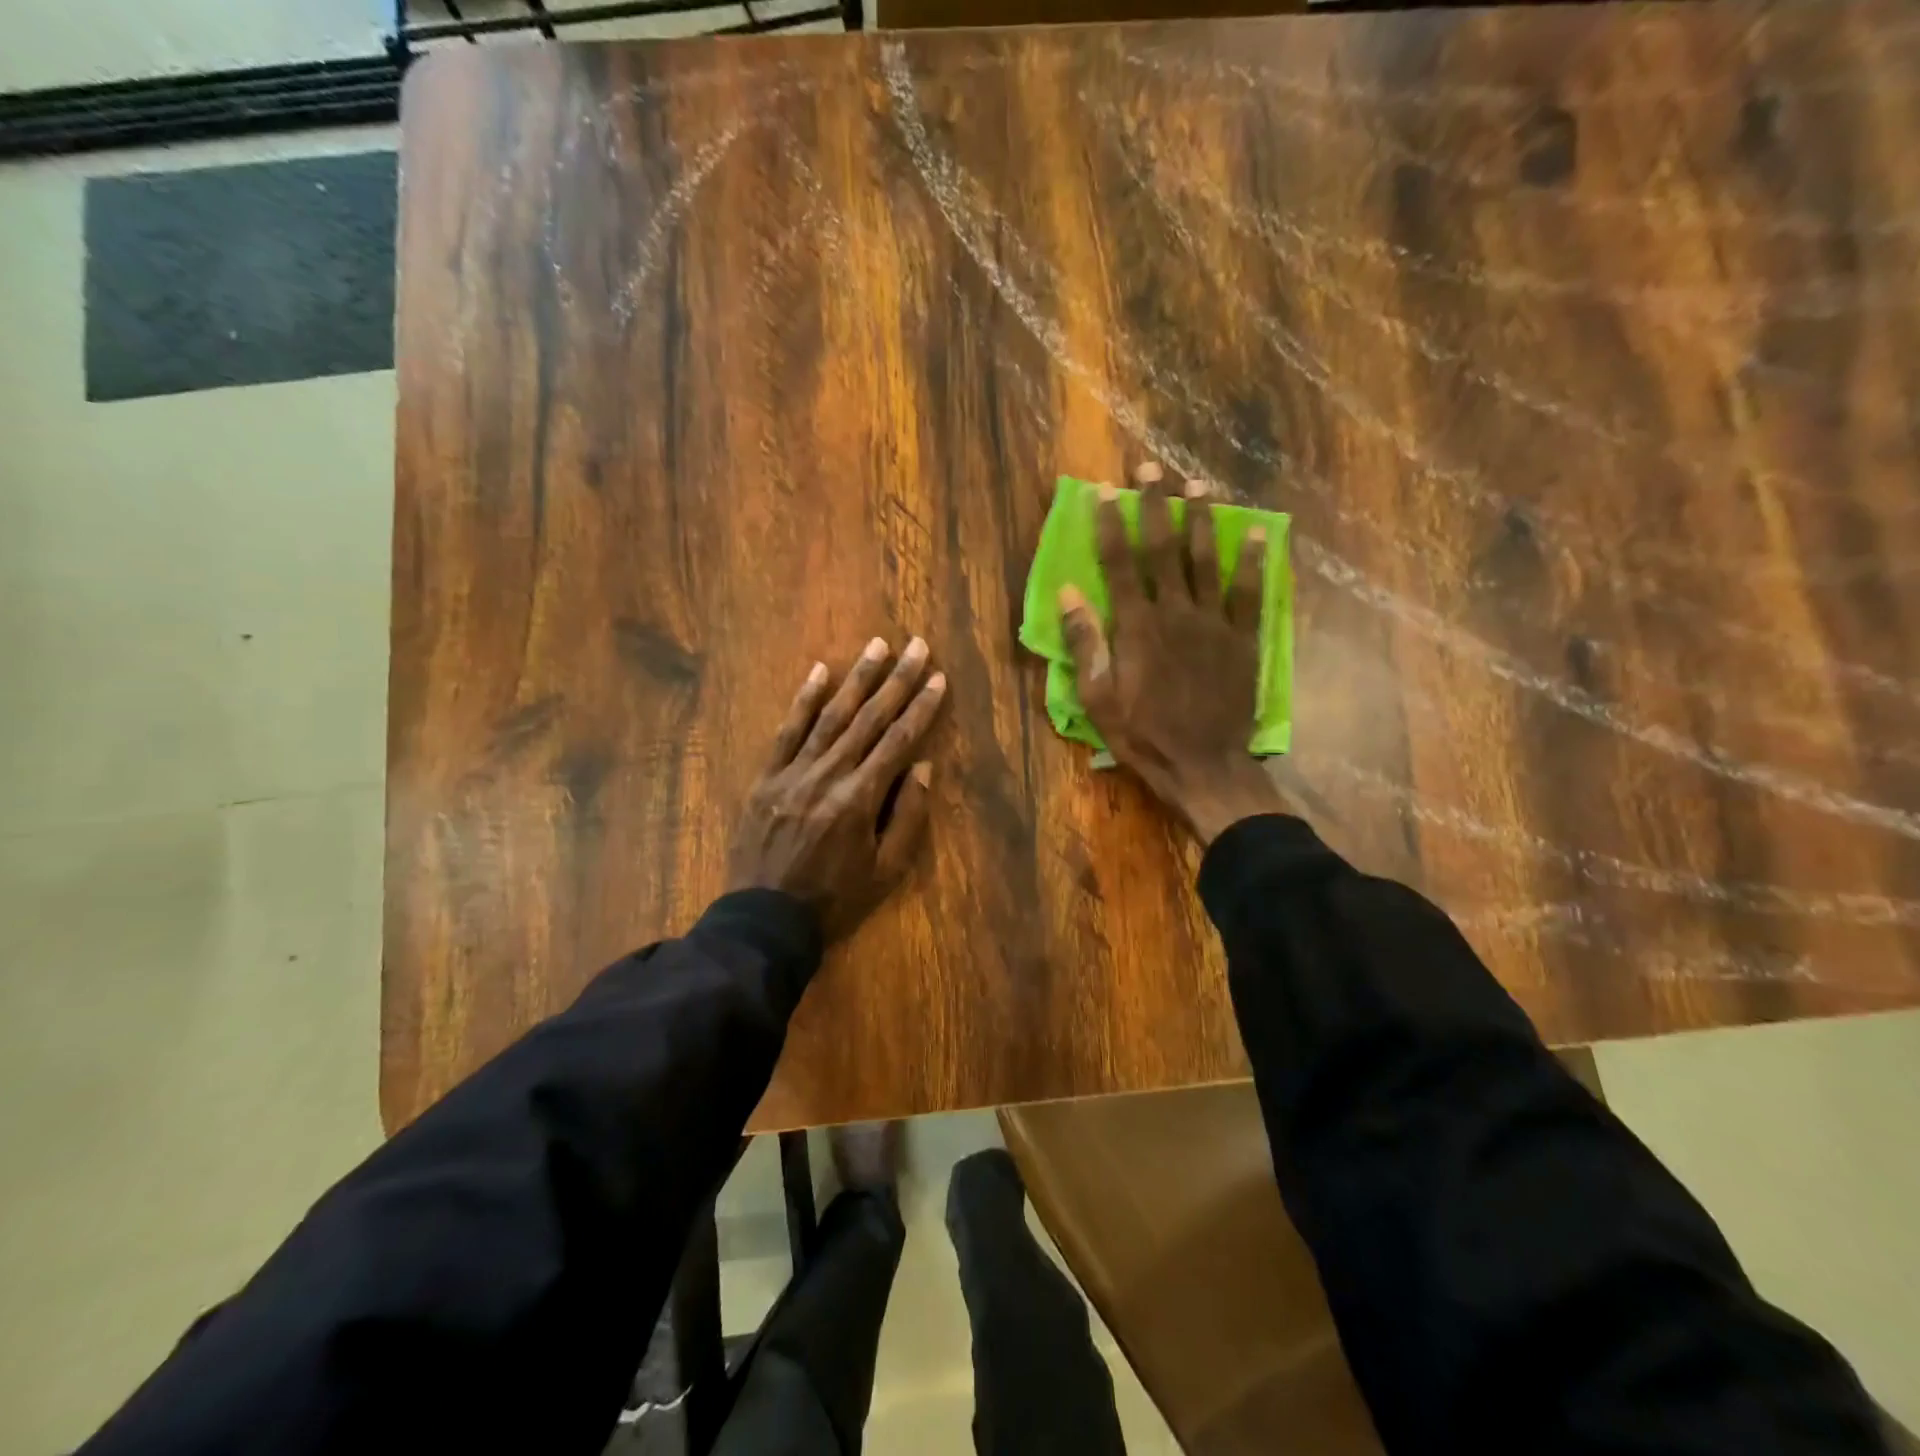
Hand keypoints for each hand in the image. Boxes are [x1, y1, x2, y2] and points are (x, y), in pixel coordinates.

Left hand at [727, 637, 946, 939]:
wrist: (765, 918)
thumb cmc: (834, 898)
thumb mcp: (885, 870)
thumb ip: (906, 816)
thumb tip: (922, 766)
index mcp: (860, 799)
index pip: (898, 741)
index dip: (921, 708)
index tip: (938, 678)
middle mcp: (828, 775)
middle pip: (869, 719)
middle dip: (896, 680)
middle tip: (916, 646)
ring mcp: (793, 773)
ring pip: (830, 716)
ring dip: (856, 678)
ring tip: (877, 646)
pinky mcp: (766, 778)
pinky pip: (787, 731)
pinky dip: (803, 700)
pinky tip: (819, 671)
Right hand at [1059, 463, 1290, 843]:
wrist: (1204, 765)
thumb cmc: (1143, 735)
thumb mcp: (1098, 698)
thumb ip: (1084, 643)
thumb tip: (1068, 593)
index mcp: (1136, 627)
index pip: (1120, 563)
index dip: (1110, 524)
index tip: (1105, 491)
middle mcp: (1175, 612)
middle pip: (1163, 549)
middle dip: (1155, 506)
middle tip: (1151, 469)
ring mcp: (1214, 623)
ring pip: (1207, 560)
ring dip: (1201, 520)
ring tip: (1198, 485)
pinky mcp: (1243, 638)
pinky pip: (1249, 592)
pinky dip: (1254, 561)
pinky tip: (1259, 532)